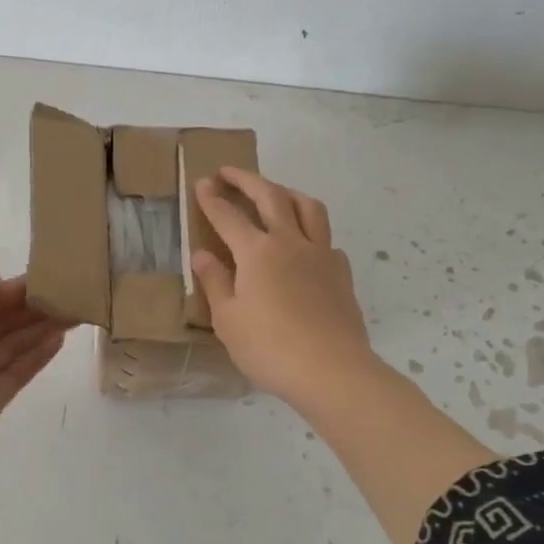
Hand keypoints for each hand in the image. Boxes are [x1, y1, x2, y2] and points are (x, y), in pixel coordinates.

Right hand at [191, 168, 377, 413]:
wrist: (332, 370)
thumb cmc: (269, 348)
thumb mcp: (228, 319)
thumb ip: (215, 282)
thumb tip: (202, 254)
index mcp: (257, 252)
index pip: (229, 216)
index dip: (212, 199)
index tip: (202, 182)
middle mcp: (290, 242)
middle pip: (270, 196)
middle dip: (247, 180)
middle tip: (230, 172)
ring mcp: (321, 254)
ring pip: (307, 207)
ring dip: (286, 192)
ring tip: (273, 192)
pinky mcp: (341, 272)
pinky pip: (326, 238)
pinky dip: (310, 229)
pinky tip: (304, 244)